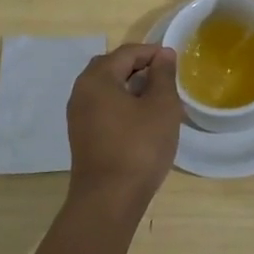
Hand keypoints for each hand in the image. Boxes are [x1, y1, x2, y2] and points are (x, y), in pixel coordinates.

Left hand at [65, 43, 183, 211]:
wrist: (108, 201)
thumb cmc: (138, 147)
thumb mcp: (161, 106)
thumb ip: (163, 75)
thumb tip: (163, 54)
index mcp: (97, 79)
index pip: (127, 52)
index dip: (153, 52)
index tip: (175, 62)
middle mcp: (81, 92)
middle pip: (113, 67)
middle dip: (140, 68)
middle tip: (165, 78)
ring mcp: (78, 116)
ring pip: (107, 89)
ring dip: (132, 87)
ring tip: (158, 99)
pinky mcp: (82, 136)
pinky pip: (103, 108)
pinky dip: (122, 105)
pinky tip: (143, 120)